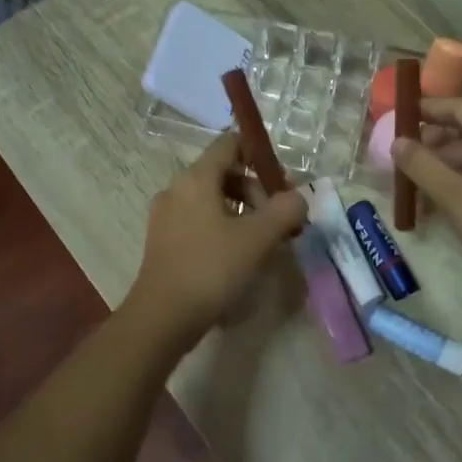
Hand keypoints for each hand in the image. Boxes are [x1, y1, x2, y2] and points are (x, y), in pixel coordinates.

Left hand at [124, 131, 307, 350]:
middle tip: (280, 220)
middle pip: (224, 173)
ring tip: (265, 241)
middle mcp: (177, 189)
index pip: (230, 144)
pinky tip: (240, 255)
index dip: (260, 154)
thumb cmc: (212, 269)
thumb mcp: (258, 238)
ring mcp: (167, 216)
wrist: (163, 317)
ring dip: (244, 211)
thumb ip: (285, 210)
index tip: (283, 182)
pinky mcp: (164, 241)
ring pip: (213, 199)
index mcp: (196, 178)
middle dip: (257, 190)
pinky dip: (225, 227)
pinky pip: (200, 220)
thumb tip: (298, 198)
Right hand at [390, 97, 461, 289]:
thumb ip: (423, 166)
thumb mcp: (457, 197)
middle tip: (400, 156)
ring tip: (412, 183)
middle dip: (433, 144)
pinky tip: (435, 201)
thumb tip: (396, 142)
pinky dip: (460, 184)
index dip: (430, 109)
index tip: (400, 113)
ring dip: (443, 168)